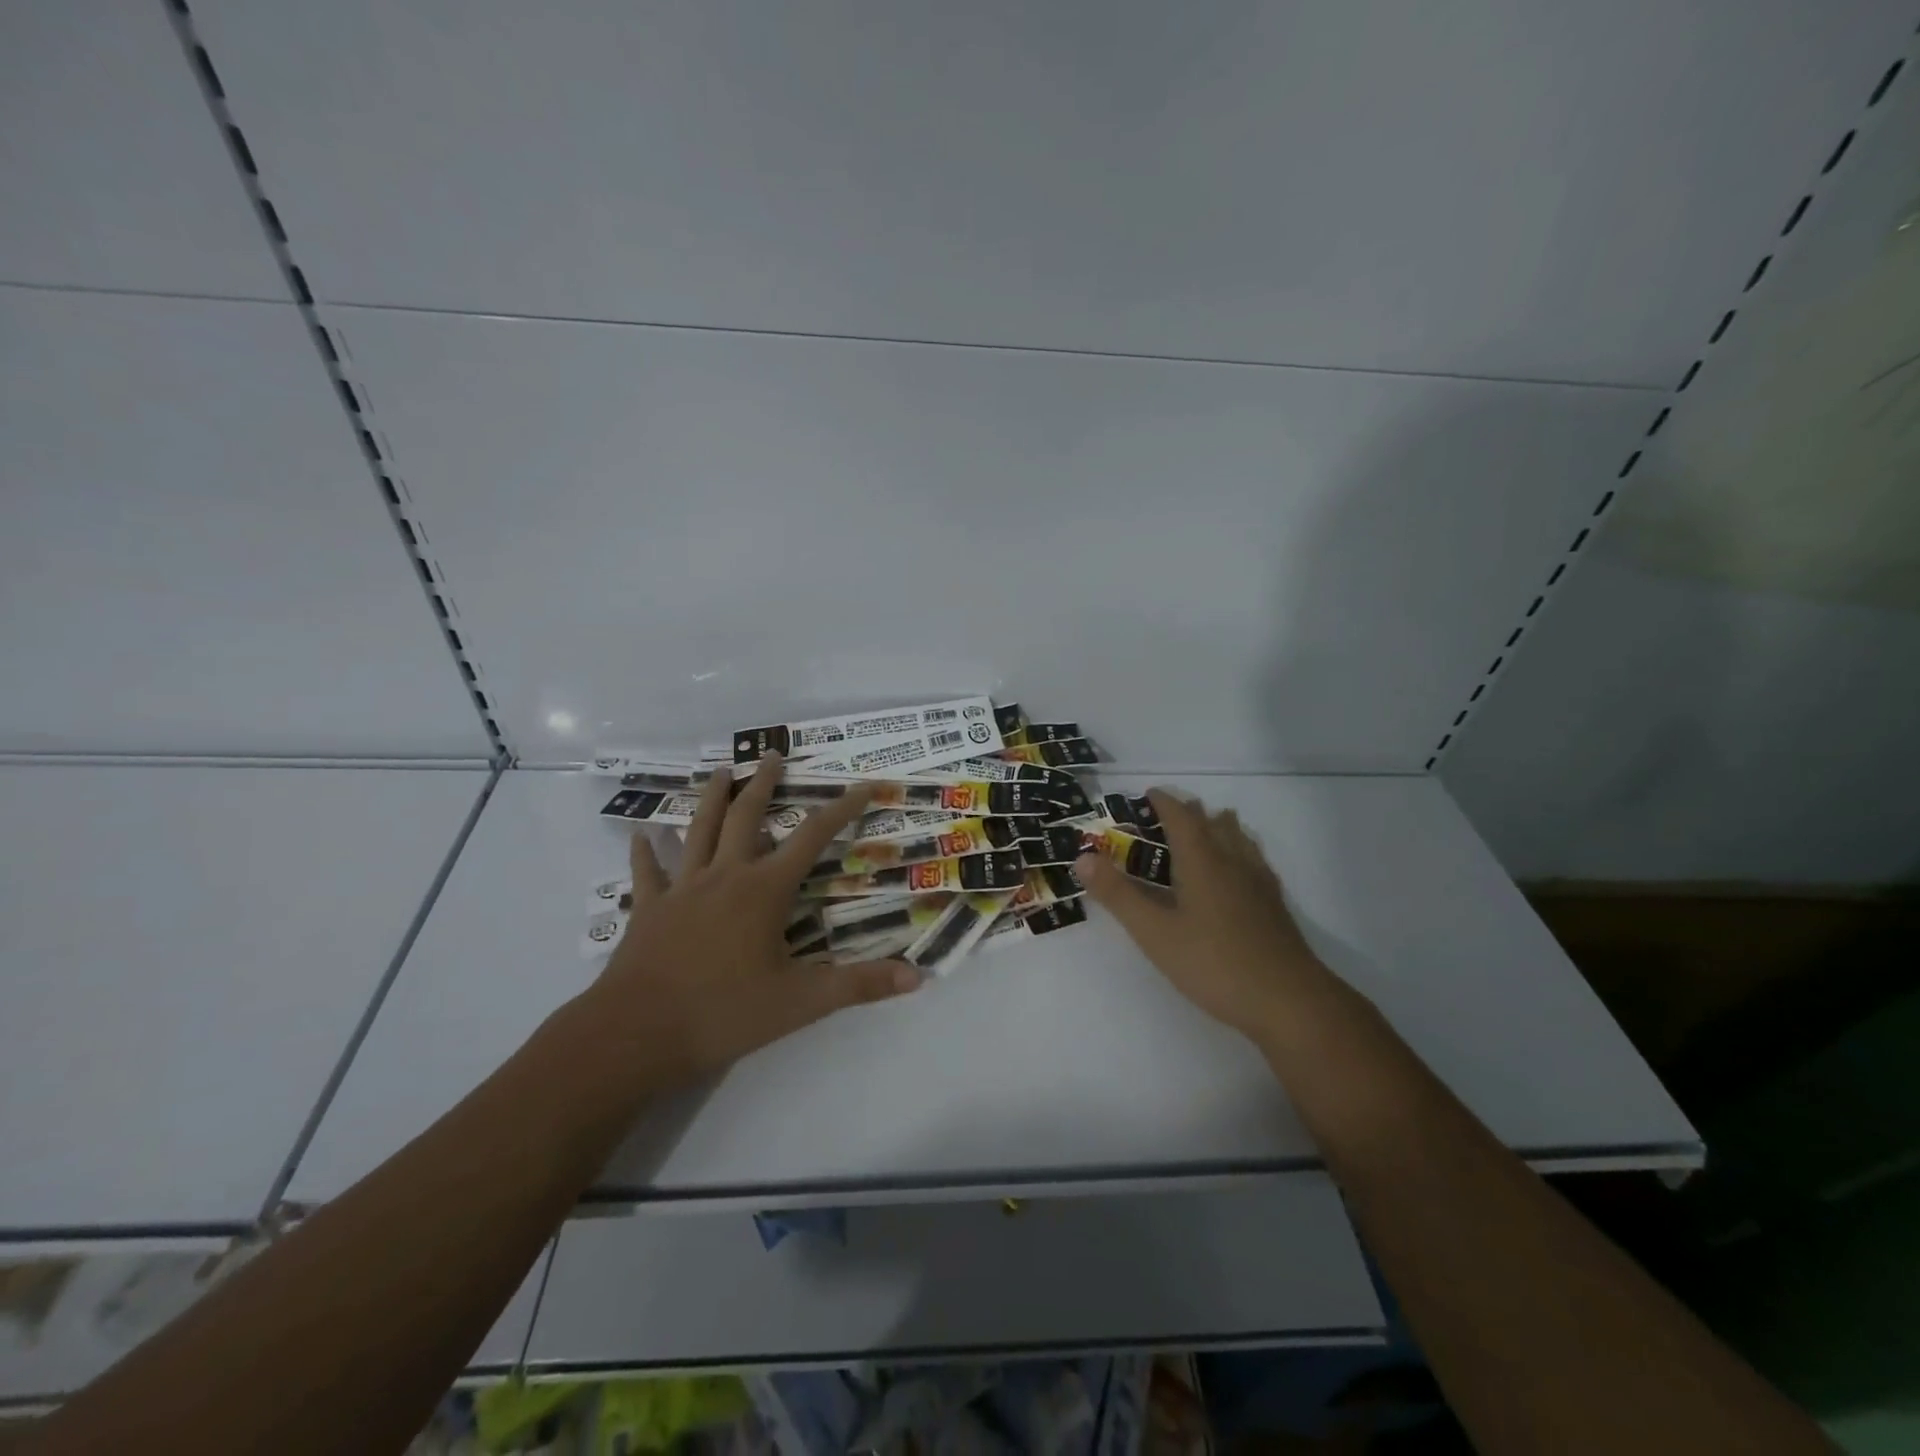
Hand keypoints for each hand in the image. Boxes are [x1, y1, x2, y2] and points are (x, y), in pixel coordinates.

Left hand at [591, 753, 919, 1086]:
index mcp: (764, 890)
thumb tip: (917, 978)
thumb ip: (859, 986)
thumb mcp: (801, 1003)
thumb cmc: (724, 1013)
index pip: (812, 838)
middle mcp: (724, 876)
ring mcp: (681, 889)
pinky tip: (640, 834)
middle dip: (763, 784)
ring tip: (719, 771)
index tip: (862, 785)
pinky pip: (647, 873)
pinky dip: (645, 852)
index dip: (841, 809)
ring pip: (697, 831)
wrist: (636, 1034)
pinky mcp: (648, 910)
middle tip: (772, 755)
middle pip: (745, 817)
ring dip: (710, 798)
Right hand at [1075, 790, 1325, 1039]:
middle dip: (1189, 812)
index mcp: (1202, 861)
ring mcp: (1259, 882)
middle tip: (1167, 814)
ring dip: (1217, 826)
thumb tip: (1082, 858)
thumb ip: (1118, 894)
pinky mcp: (1274, 904)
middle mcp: (1233, 861)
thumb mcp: (1155, 932)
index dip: (1163, 802)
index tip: (1148, 794)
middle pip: (1212, 822)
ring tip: (1205, 828)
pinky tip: (1238, 870)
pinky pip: (1253, 859)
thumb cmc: (1214, 963)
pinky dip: (1238, 849)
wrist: (1289, 1001)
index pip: (1181, 817)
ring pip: (1238, 838)